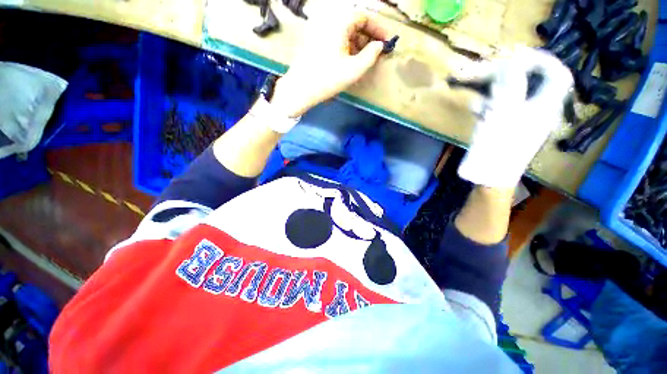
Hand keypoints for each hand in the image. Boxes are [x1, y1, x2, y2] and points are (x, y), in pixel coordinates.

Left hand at [270, 5, 389, 117]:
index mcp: (339, 23)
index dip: (378, 29)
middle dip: (368, 37)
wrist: (301, 89)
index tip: (387, 42)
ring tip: (365, 60)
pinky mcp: (317, 42)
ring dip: (358, 44)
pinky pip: (337, 40)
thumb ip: (371, 56)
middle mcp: (330, 22)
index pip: (364, 17)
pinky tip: (350, 61)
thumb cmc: (328, 79)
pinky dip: (347, 48)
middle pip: (355, 24)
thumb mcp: (354, 69)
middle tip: (377, 53)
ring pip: (346, 33)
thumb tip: (379, 46)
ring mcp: (321, 32)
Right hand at [457, 47, 573, 187]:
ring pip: (511, 93)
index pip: (556, 74)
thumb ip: (510, 86)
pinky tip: (476, 109)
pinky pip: (500, 108)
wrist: (488, 176)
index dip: (541, 60)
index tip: (517, 55)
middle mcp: (536, 110)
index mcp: (544, 106)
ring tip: (475, 88)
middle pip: (530, 81)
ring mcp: (519, 119)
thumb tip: (510, 62)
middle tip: (486, 69)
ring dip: (493, 88)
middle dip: (507, 71)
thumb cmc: (498, 148)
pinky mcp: (504, 127)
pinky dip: (488, 103)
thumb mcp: (504, 114)